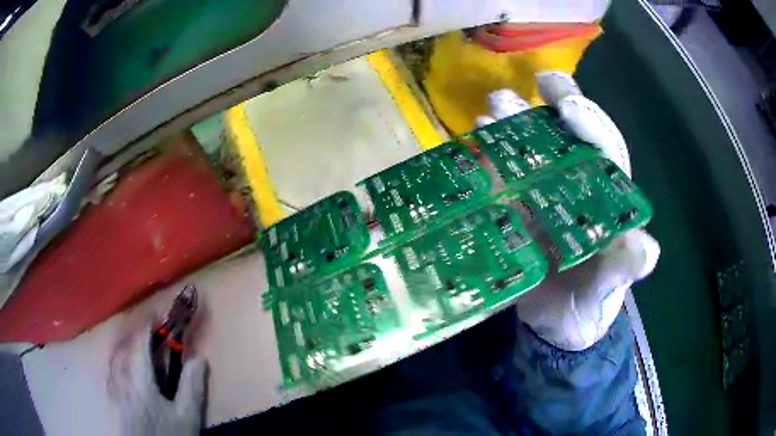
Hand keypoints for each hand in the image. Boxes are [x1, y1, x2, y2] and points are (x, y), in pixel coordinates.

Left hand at [109, 321, 207, 435]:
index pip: (140, 342)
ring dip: (124, 344)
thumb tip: (199, 358)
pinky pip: (110, 369)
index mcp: (139, 379)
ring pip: (114, 356)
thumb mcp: (187, 417)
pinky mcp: (110, 398)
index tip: (156, 314)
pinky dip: (117, 360)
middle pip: (123, 345)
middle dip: (134, 332)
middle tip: (147, 329)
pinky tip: (123, 368)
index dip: (147, 325)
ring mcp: (112, 387)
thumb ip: (191, 387)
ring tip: (135, 344)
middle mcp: (121, 377)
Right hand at [479, 72, 659, 350]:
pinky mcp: (515, 212)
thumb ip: (624, 269)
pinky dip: (487, 160)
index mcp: (606, 198)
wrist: (556, 325)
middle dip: (544, 111)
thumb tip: (647, 251)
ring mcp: (542, 197)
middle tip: (521, 90)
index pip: (604, 148)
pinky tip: (473, 144)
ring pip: (530, 152)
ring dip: (512, 127)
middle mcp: (576, 188)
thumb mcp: (608, 288)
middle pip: (563, 139)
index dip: (589, 121)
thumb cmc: (590, 303)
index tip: (566, 101)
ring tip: (490, 110)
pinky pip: (500, 178)